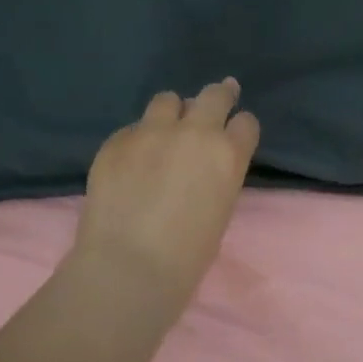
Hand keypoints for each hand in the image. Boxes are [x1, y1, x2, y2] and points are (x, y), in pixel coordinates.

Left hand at [73, 78, 260, 314]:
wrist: (129, 266)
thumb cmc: (188, 254)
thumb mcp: (221, 209)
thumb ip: (218, 175)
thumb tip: (205, 164)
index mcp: (228, 154)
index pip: (246, 122)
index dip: (240, 128)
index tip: (234, 134)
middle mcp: (194, 132)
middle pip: (214, 95)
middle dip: (218, 97)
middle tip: (217, 100)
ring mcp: (151, 132)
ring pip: (167, 100)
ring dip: (172, 113)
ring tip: (165, 132)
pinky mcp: (116, 141)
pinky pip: (132, 129)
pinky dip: (137, 140)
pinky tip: (131, 164)